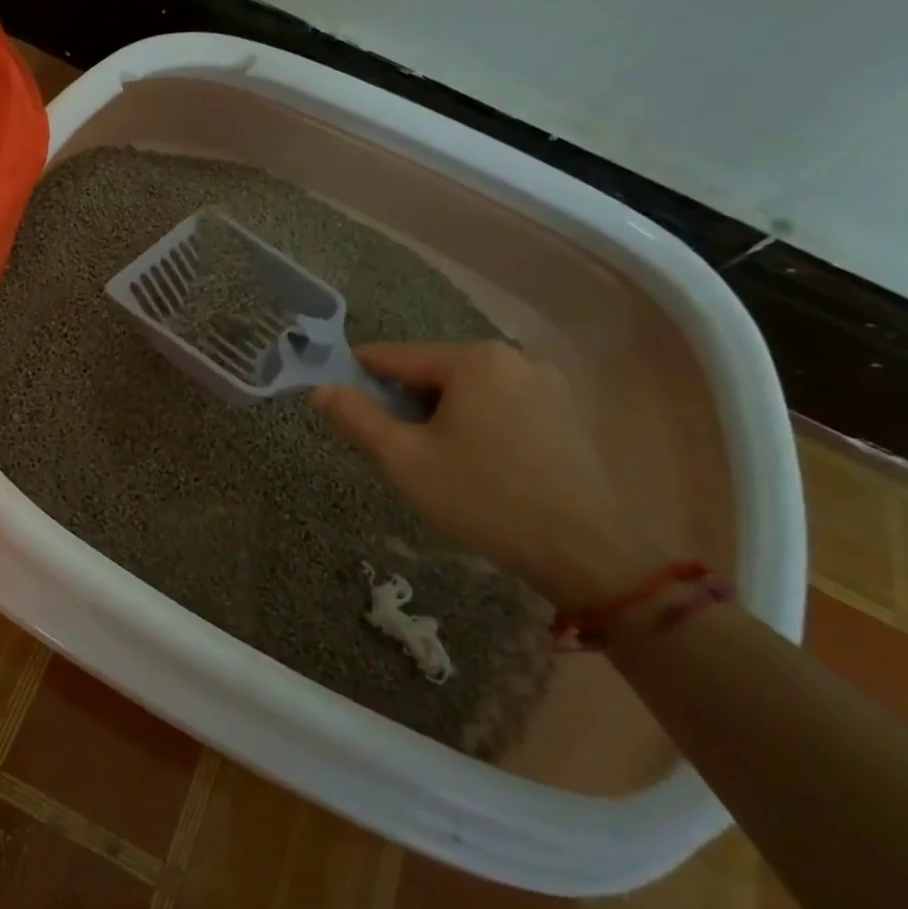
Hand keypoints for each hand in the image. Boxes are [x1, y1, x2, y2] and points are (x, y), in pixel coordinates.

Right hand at [314, 341, 669, 608]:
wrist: (585, 552)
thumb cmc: (482, 498)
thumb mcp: (404, 459)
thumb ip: (357, 417)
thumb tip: (321, 388)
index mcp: (473, 359)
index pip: (396, 356)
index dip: (360, 375)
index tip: (337, 397)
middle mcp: (513, 357)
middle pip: (435, 371)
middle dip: (405, 401)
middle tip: (389, 444)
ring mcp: (548, 384)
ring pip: (469, 390)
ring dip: (441, 414)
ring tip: (432, 458)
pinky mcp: (568, 413)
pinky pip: (502, 405)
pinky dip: (477, 423)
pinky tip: (475, 463)